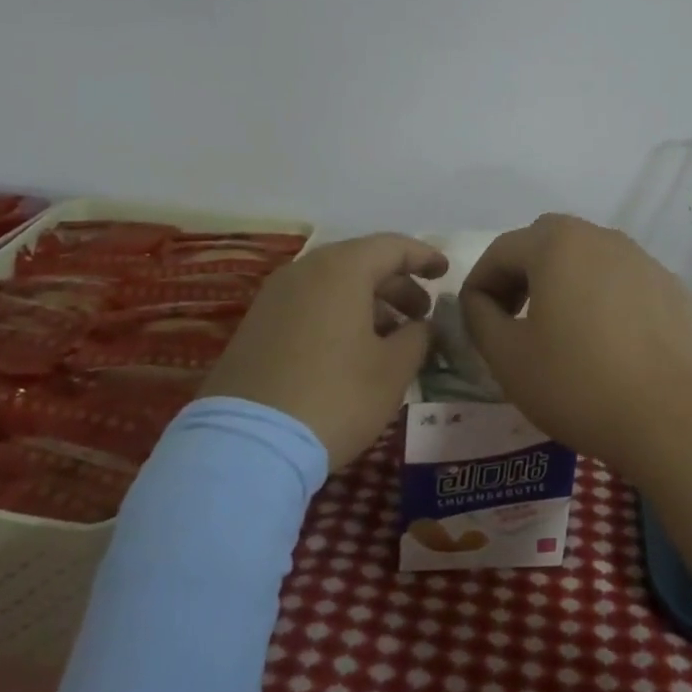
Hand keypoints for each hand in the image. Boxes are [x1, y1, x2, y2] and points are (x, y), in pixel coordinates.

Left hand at [201, 233, 447, 469]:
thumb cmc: (335, 396)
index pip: (392, 246)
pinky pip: (309, 305)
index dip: (423, 257)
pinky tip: (352, 351)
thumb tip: (420, 326)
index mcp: (341, 269)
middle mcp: (304, 271)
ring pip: (333, 285)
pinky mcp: (256, 326)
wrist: (247, 444)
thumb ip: (417, 337)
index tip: (445, 272)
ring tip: (391, 338)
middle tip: (422, 314)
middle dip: (397, 285)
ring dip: (368, 303)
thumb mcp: (392, 370)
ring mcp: (274, 297)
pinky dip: (338, 316)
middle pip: (361, 263)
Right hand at [459, 213, 691, 484]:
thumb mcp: (508, 357)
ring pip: (587, 257)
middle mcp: (600, 237)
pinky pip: (621, 280)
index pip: (501, 250)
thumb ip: (479, 317)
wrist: (675, 419)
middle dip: (521, 272)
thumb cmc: (580, 384)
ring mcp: (641, 259)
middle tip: (513, 315)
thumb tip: (479, 300)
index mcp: (556, 244)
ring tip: (559, 328)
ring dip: (563, 281)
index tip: (473, 319)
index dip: (479, 283)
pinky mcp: (670, 287)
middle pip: (546, 241)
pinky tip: (606, 341)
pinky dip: (602, 296)